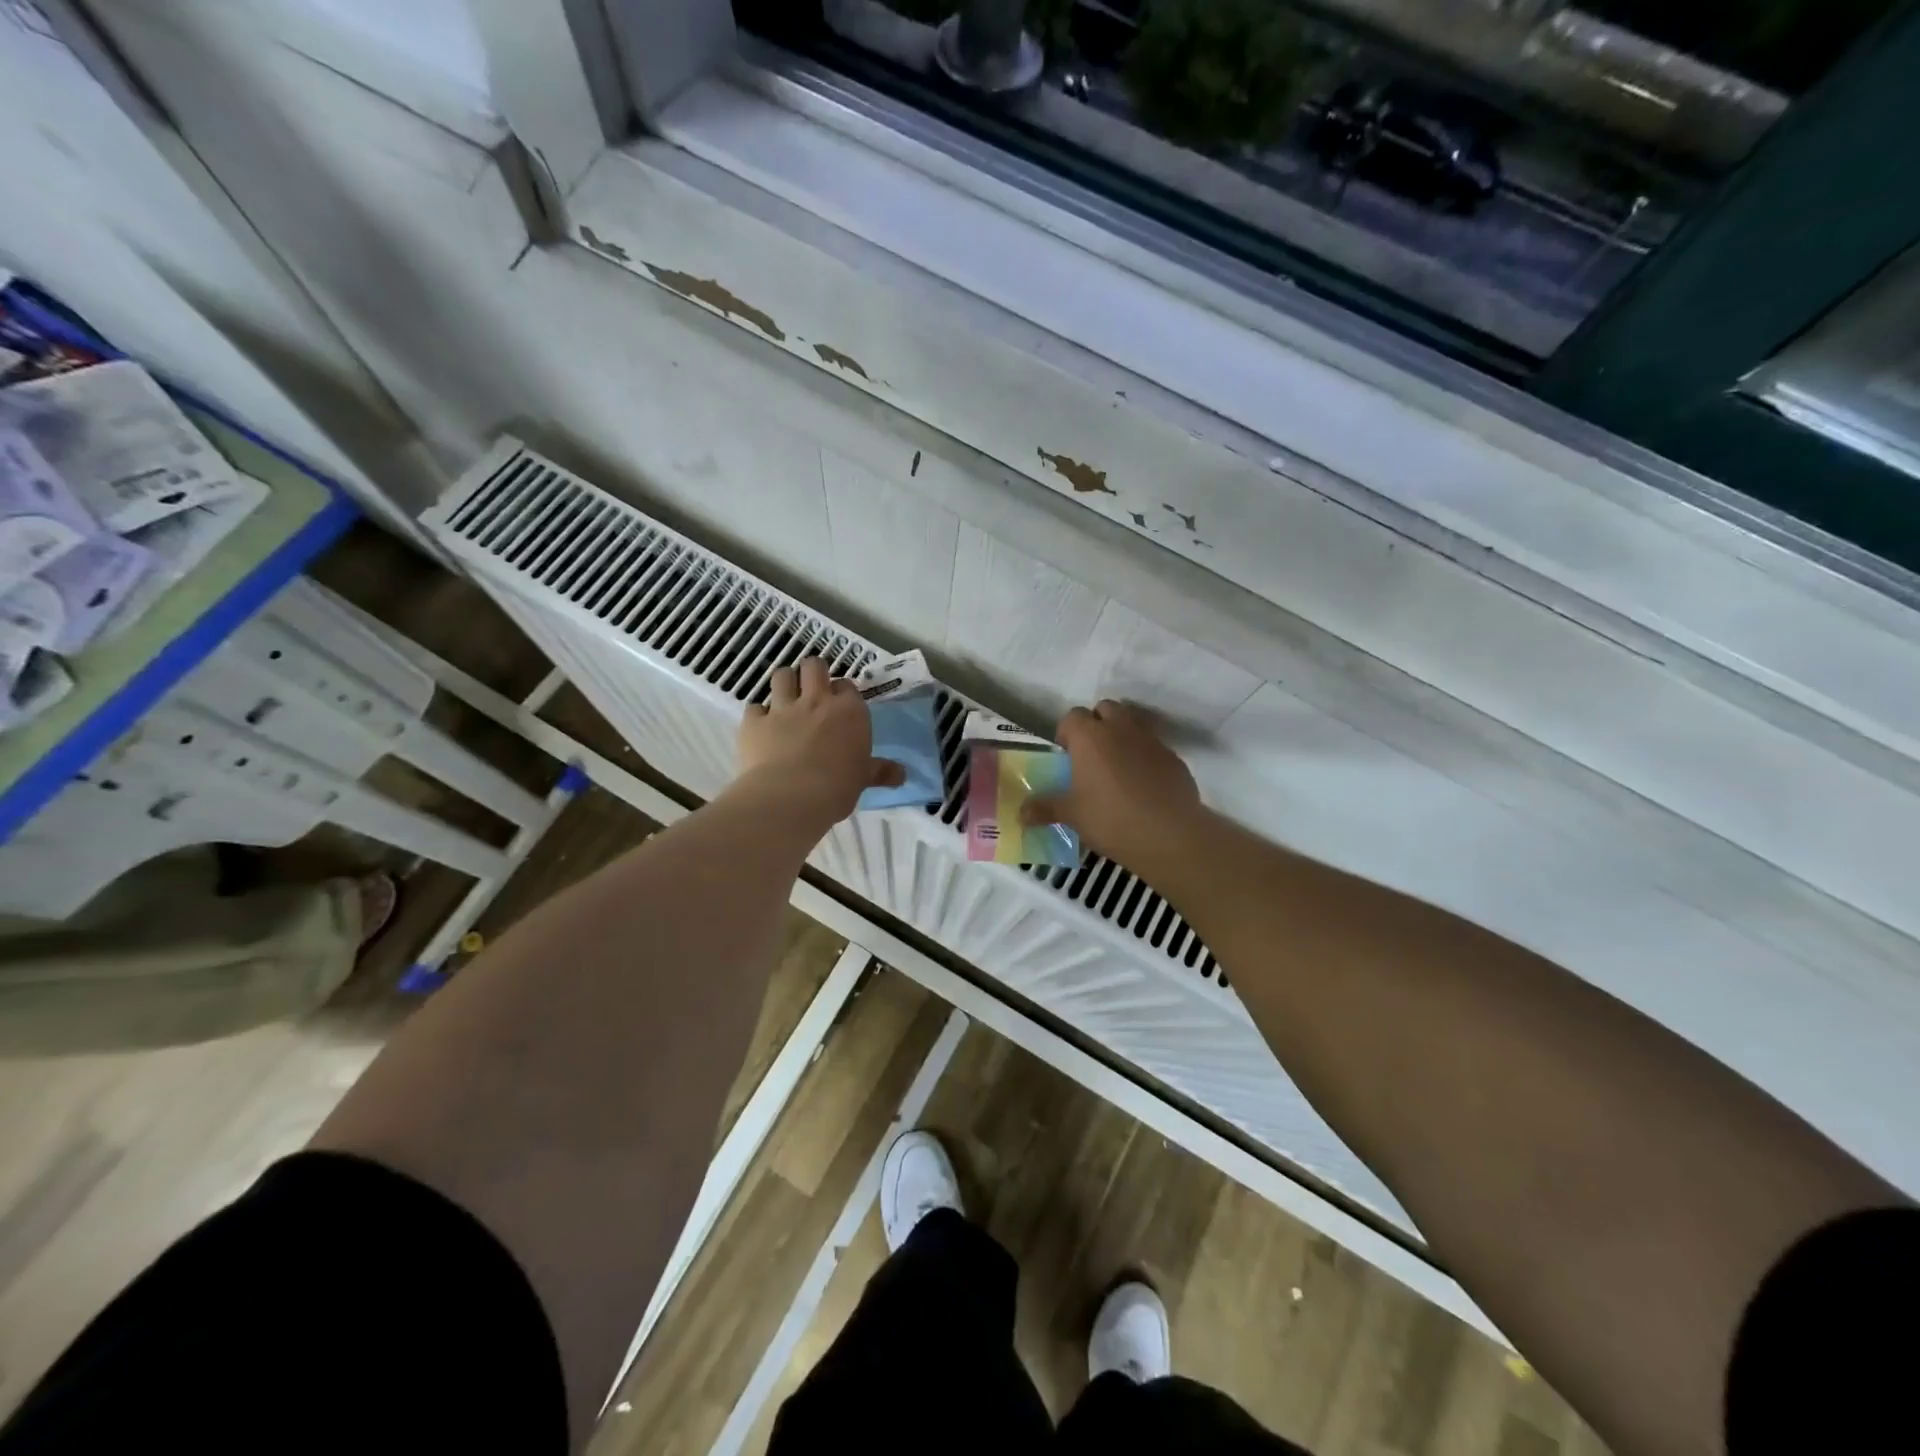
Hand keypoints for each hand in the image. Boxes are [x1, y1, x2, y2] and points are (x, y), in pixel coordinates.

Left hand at [735, 658, 903, 827]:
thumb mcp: (863, 779)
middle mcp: (816, 701)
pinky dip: (758, 715)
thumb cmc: (837, 787)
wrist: (791, 797)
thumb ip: (880, 772)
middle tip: (812, 691)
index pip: (847, 686)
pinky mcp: (754, 722)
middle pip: (813, 666)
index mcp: (849, 711)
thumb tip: (902, 775)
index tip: (841, 706)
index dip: (842, 693)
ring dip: (785, 683)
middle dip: (813, 673)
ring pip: (782, 675)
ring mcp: (783, 708)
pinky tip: (761, 728)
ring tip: (786, 699)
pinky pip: (754, 707)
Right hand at [1024, 700, 1204, 868]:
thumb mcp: (1071, 815)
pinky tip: (1142, 783)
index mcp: (1090, 737)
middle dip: (1097, 724)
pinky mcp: (1173, 757)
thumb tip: (1020, 813)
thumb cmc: (1110, 819)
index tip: (1066, 755)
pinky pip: (1154, 746)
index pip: (1072, 716)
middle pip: (1106, 708)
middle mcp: (1120, 728)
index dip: (1067, 732)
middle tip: (1091, 755)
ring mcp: (1151, 740)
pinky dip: (1145, 755)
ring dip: (1122, 734)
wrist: (1169, 835)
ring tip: (1116, 766)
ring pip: (1133, 722)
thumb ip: (1044, 808)